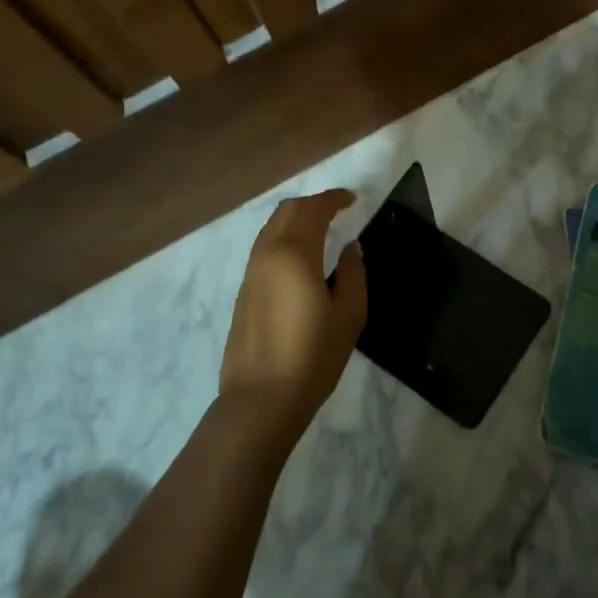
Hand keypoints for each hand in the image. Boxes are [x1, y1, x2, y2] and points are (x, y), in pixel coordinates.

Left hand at [218, 189, 366, 441]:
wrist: (261, 399)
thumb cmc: (313, 357)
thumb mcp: (349, 315)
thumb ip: (353, 274)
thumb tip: (351, 248)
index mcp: (295, 254)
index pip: (313, 209)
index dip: (333, 199)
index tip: (353, 199)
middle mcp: (267, 254)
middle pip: (287, 211)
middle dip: (313, 204)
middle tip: (337, 210)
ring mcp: (251, 272)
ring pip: (271, 227)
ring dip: (296, 220)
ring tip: (320, 230)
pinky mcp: (244, 291)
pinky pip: (265, 248)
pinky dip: (284, 238)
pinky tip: (301, 257)